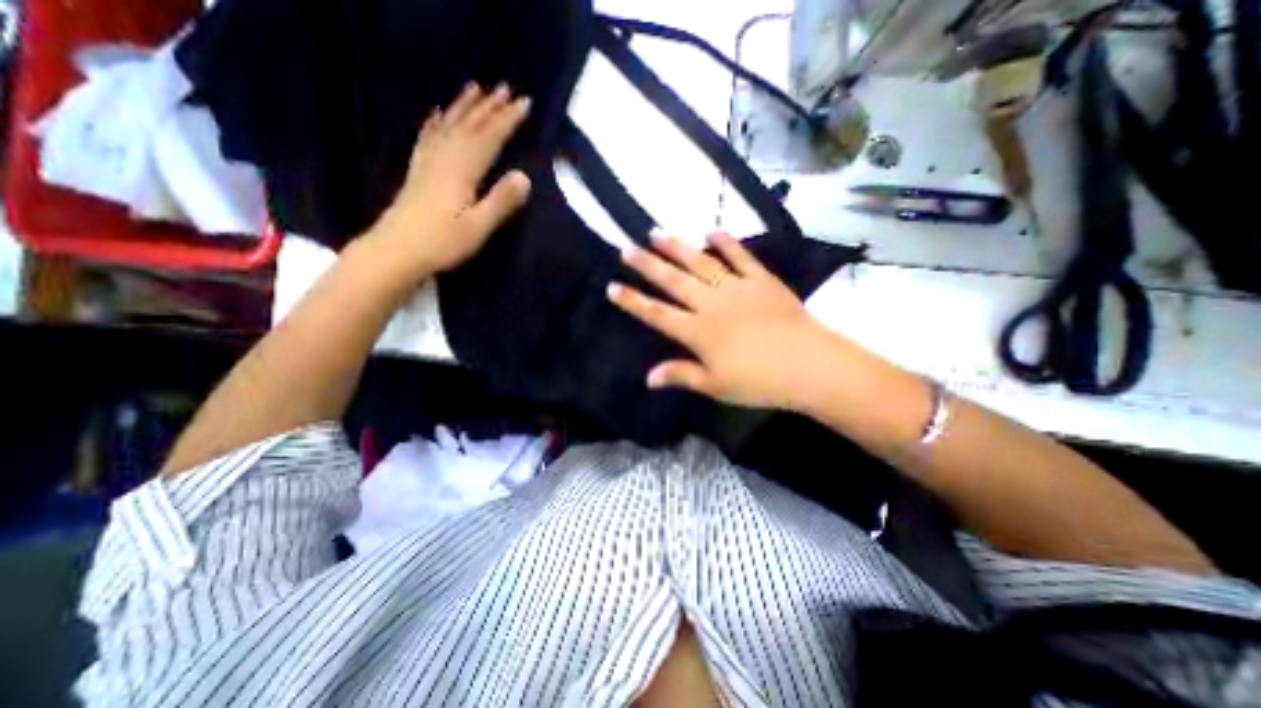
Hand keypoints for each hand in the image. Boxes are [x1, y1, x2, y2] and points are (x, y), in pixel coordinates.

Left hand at [371, 84, 536, 276]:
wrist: (396, 251)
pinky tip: (436, 113)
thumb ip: (501, 201)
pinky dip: (434, 122)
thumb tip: (525, 176)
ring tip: (475, 88)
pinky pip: (427, 138)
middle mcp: (444, 159)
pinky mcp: (418, 172)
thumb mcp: (478, 227)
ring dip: (464, 106)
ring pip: (448, 126)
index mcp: (462, 171)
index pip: (489, 138)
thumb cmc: (441, 243)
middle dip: (489, 106)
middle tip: (505, 87)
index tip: (525, 103)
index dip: (508, 120)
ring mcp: (428, 163)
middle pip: (469, 125)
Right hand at [608, 231, 833, 409]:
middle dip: (647, 265)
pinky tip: (711, 231)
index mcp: (699, 332)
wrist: (810, 366)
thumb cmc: (760, 382)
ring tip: (656, 233)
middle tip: (626, 249)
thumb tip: (648, 378)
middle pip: (674, 281)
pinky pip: (741, 257)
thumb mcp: (716, 386)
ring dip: (677, 248)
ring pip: (701, 263)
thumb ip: (681, 375)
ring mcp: (737, 288)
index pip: (657, 314)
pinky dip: (726, 243)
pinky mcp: (761, 280)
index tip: (612, 287)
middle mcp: (712, 304)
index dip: (633, 301)